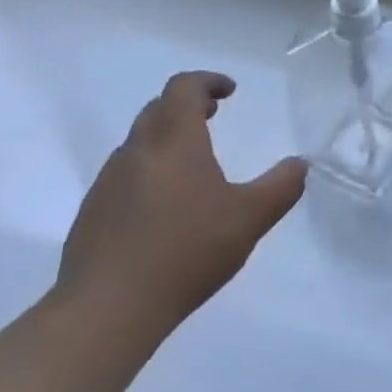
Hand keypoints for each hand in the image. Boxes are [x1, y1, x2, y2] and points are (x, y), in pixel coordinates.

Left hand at [57, 71, 305, 339]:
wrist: (105, 310)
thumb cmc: (185, 252)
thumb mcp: (249, 219)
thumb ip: (280, 187)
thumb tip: (300, 164)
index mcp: (174, 139)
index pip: (184, 87)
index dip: (207, 81)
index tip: (230, 92)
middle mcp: (137, 150)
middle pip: (159, 109)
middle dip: (187, 106)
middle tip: (212, 117)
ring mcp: (108, 181)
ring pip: (139, 142)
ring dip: (167, 138)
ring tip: (192, 165)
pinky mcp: (92, 213)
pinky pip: (124, 175)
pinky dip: (148, 171)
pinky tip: (163, 209)